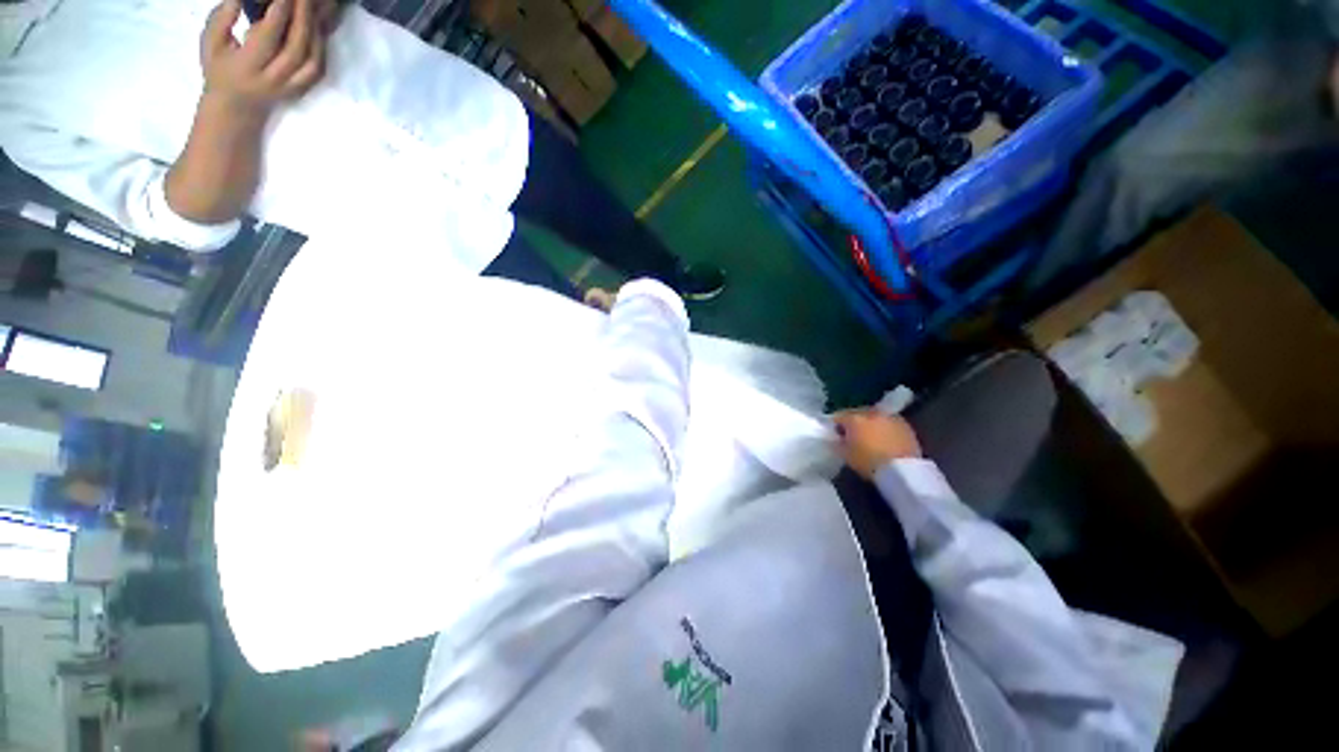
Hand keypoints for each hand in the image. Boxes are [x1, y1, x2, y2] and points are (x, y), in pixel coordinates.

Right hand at [200, 0, 329, 113]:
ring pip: (311, 59)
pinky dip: (320, 46)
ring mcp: (291, 86)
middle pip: (295, 48)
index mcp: (246, 67)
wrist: (237, 107)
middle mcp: (273, 79)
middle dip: (302, 19)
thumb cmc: (219, 69)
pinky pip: (318, 68)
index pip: (267, 38)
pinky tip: (317, 28)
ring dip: (314, 31)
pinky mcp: (303, 89)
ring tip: (312, 8)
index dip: (279, 14)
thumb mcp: (211, 42)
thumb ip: (223, 18)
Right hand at [834, 409, 921, 479]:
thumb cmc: (869, 463)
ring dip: (869, 423)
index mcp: (854, 418)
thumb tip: (836, 438)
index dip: (835, 426)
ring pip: (874, 416)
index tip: (835, 435)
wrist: (903, 471)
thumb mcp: (845, 455)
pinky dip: (884, 428)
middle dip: (853, 422)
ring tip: (870, 437)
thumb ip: (838, 443)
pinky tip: (885, 440)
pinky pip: (888, 422)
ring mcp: (889, 417)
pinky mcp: (905, 425)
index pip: (838, 416)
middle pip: (857, 413)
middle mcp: (871, 413)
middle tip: (852, 435)